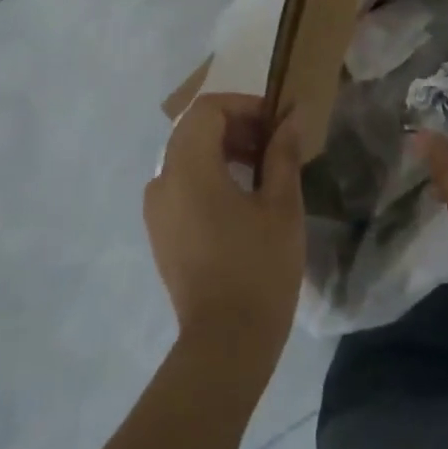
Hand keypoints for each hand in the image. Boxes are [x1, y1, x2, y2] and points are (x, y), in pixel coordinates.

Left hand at [145, 94, 304, 372]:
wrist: (225, 342)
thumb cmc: (259, 268)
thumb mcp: (282, 205)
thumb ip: (283, 153)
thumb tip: (291, 117)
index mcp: (189, 168)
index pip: (208, 109)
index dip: (244, 106)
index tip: (275, 123)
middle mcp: (162, 180)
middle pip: (194, 129)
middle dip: (234, 126)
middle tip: (273, 142)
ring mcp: (156, 208)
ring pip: (185, 155)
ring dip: (221, 149)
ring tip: (261, 169)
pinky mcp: (159, 231)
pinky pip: (180, 183)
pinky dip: (207, 174)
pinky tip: (239, 198)